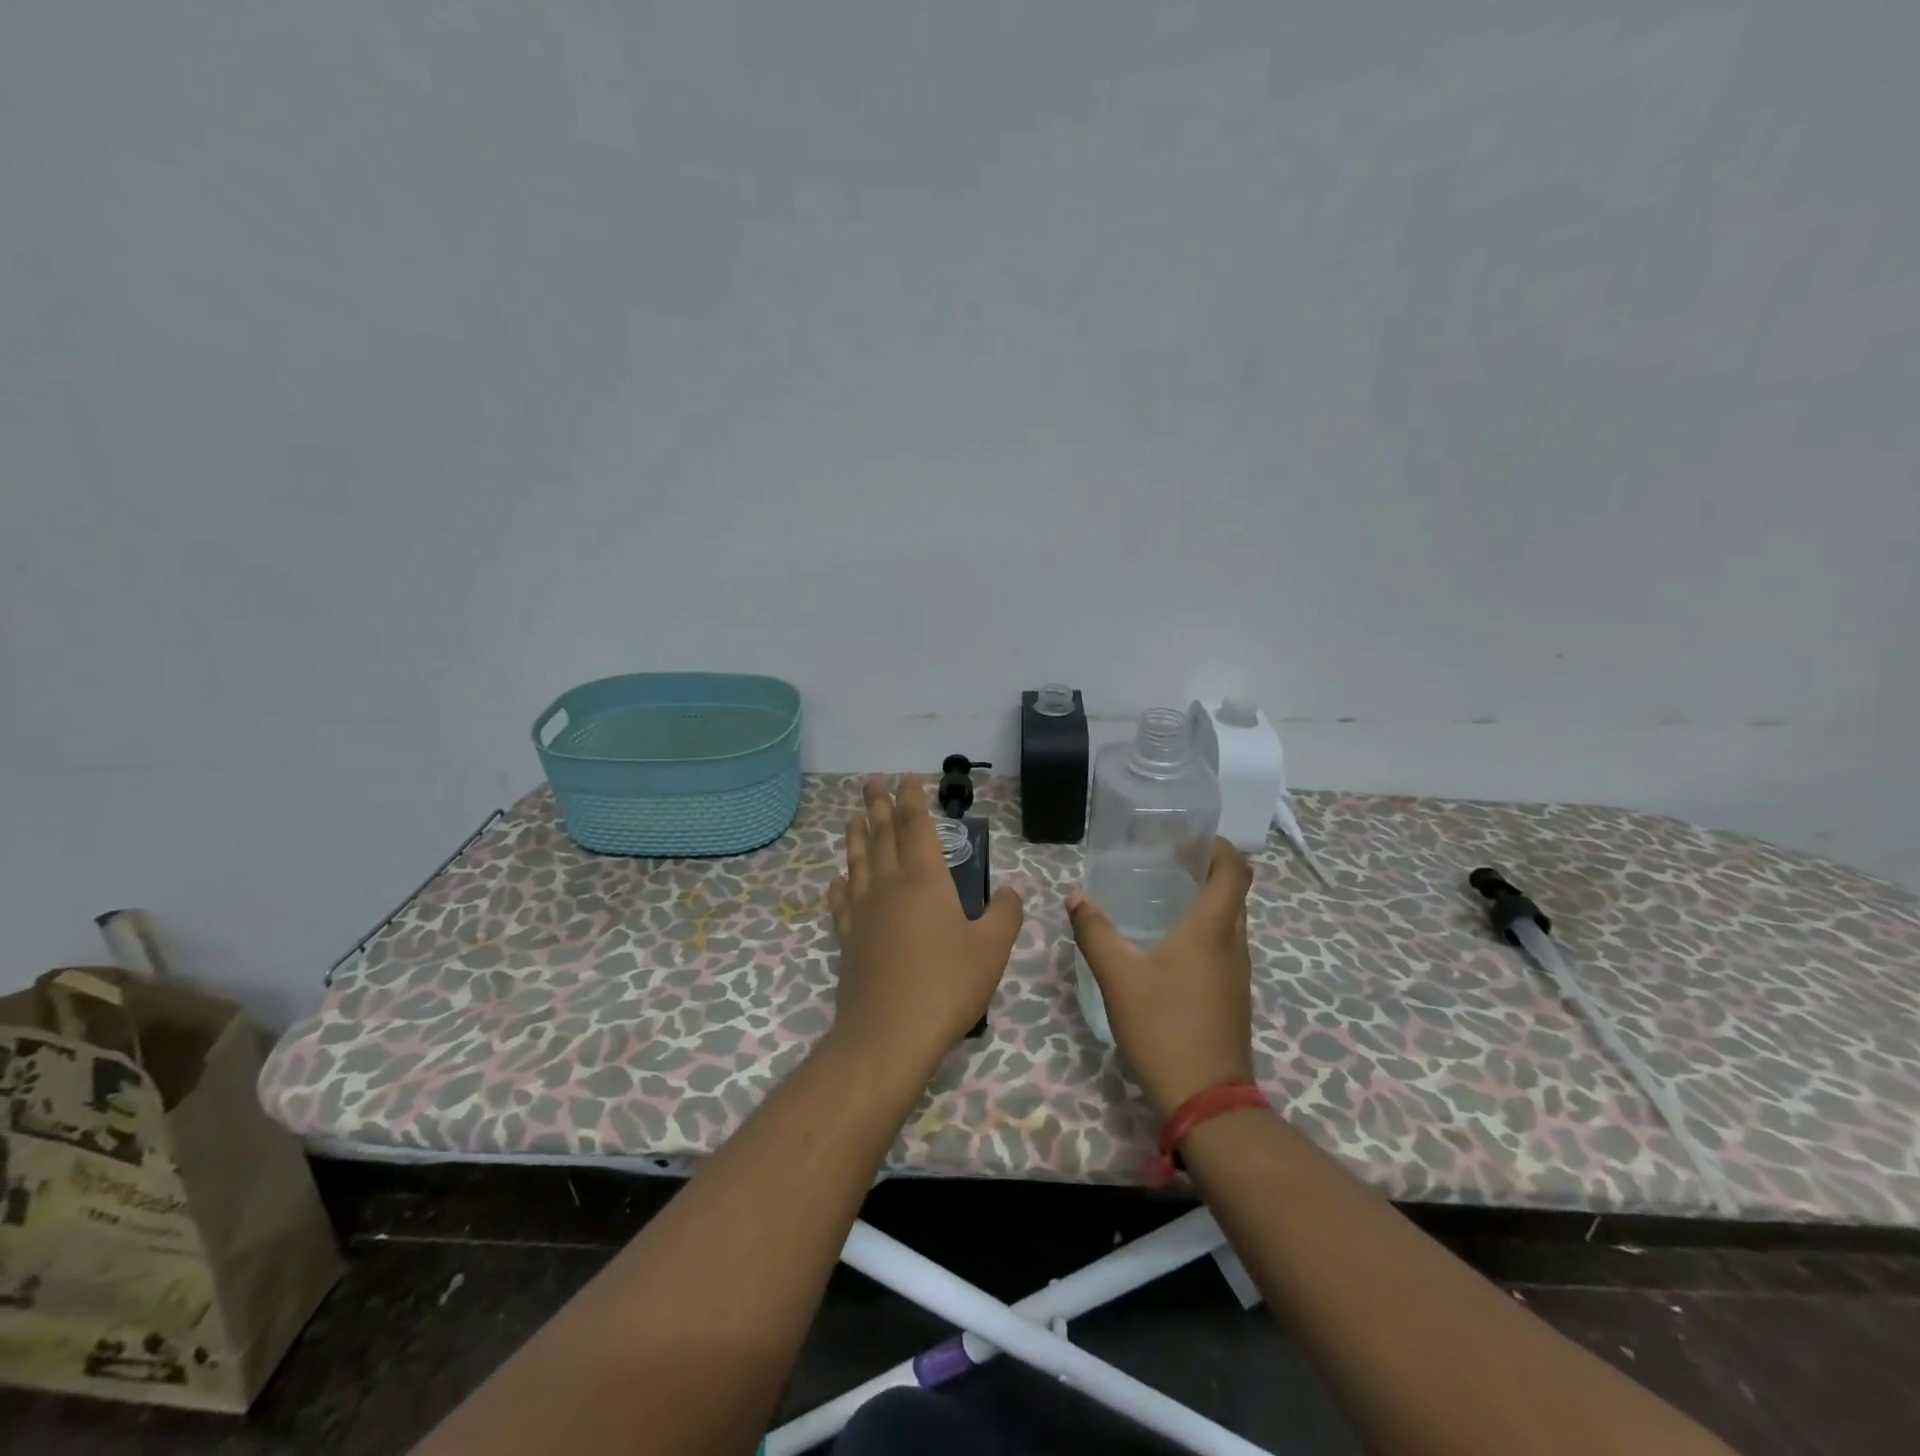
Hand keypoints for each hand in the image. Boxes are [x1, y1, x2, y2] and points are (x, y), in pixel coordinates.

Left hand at [826, 776, 1023, 1072]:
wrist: (889, 1032)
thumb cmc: (947, 984)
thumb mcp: (991, 949)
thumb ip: (1005, 914)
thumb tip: (1014, 889)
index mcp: (924, 879)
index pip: (916, 827)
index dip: (912, 801)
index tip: (907, 779)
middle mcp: (889, 885)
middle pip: (881, 835)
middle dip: (878, 806)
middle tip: (871, 780)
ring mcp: (863, 912)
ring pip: (857, 862)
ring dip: (856, 836)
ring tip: (852, 817)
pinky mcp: (848, 939)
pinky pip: (841, 902)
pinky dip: (840, 885)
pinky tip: (838, 880)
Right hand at [1067, 839, 1255, 1116]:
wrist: (1206, 1100)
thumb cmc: (1164, 1027)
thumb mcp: (1118, 976)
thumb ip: (1095, 932)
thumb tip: (1076, 897)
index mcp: (1212, 930)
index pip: (1235, 870)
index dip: (1219, 846)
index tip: (1189, 838)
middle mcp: (1234, 944)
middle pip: (1235, 892)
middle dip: (1208, 869)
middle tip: (1167, 862)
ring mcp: (1237, 973)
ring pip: (1231, 921)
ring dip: (1207, 901)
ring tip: (1164, 897)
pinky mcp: (1232, 996)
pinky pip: (1224, 946)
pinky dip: (1205, 931)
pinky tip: (1169, 945)